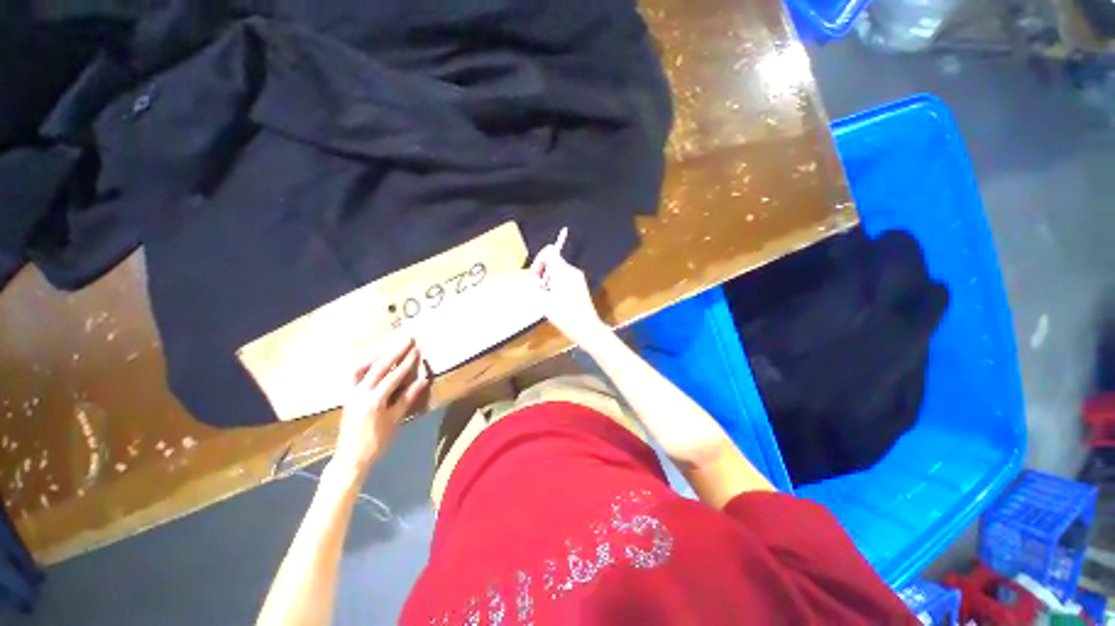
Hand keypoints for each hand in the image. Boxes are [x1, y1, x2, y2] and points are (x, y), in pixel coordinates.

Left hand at [333, 335, 428, 477]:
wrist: (350, 459)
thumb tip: (423, 380)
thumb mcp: (395, 421)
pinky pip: (355, 374)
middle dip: (394, 351)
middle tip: (407, 339)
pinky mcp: (347, 395)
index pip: (393, 376)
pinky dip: (365, 364)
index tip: (417, 349)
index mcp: (374, 400)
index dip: (407, 362)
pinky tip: (374, 362)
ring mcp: (351, 393)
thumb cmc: (376, 442)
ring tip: (390, 346)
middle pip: (379, 366)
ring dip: (378, 355)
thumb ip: (407, 398)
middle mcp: (360, 392)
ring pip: (363, 367)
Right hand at [530, 242, 608, 346]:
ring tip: (549, 298)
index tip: (536, 276)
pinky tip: (557, 300)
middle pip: (553, 261)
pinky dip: (558, 285)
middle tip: (541, 290)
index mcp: (563, 271)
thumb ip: (537, 287)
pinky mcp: (581, 286)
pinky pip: (565, 278)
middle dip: (544, 273)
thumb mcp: (544, 301)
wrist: (587, 328)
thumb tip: (536, 281)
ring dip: (550, 281)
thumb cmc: (564, 315)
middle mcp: (572, 270)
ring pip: (559, 271)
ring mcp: (578, 278)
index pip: (549, 251)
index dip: (539, 261)